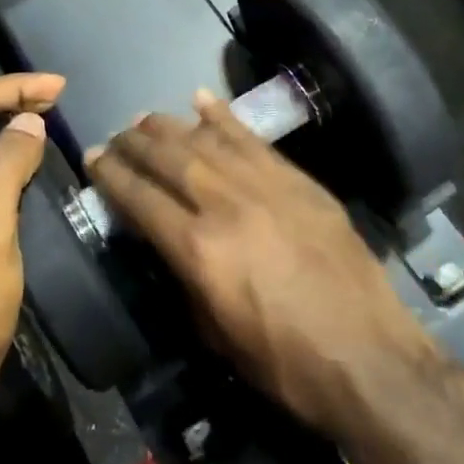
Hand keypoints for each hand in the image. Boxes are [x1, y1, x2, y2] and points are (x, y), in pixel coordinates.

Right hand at [87, 90, 437, 444]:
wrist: (370, 360)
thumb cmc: (284, 362)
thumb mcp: (215, 334)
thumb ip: (183, 278)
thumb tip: (165, 243)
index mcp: (198, 249)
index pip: (140, 198)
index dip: (111, 175)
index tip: (93, 158)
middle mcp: (225, 205)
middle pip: (167, 159)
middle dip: (134, 143)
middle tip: (115, 136)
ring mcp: (265, 187)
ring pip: (205, 140)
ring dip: (169, 126)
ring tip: (145, 119)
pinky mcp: (298, 182)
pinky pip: (252, 139)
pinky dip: (223, 117)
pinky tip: (200, 100)